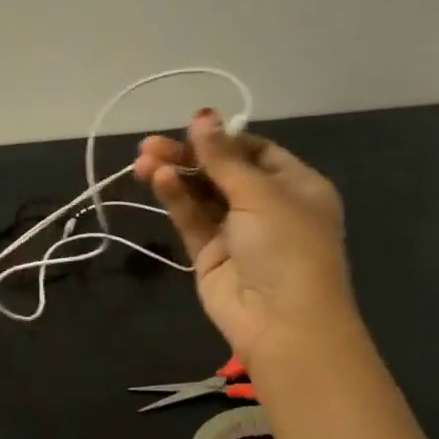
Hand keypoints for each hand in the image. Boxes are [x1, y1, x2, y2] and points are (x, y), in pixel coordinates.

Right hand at [134, 111, 352, 377]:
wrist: (282, 322)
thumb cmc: (287, 248)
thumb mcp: (261, 194)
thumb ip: (224, 158)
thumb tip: (202, 115)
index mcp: (295, 186)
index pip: (254, 152)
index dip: (222, 140)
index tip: (191, 129)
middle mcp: (267, 206)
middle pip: (221, 171)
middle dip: (188, 157)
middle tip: (149, 146)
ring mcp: (236, 231)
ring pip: (200, 195)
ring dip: (174, 176)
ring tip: (143, 162)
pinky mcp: (209, 254)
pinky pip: (191, 219)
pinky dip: (176, 199)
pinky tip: (158, 180)